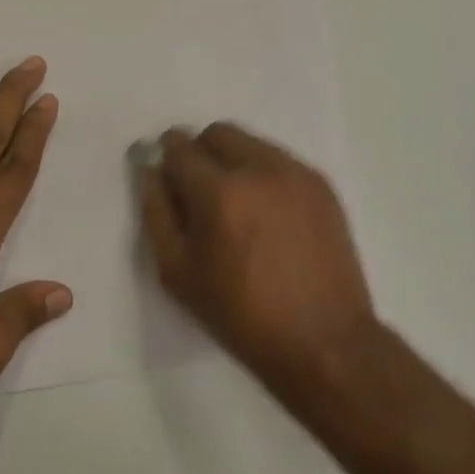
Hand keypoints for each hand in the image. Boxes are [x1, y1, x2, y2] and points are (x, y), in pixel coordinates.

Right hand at [138, 123, 376, 401]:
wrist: (323, 340)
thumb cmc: (240, 315)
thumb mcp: (177, 273)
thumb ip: (156, 213)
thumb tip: (150, 172)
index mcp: (218, 192)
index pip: (179, 147)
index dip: (166, 160)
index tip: (167, 179)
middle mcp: (259, 169)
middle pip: (217, 133)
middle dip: (200, 152)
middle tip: (200, 194)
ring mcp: (295, 173)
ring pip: (251, 143)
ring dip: (233, 161)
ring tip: (237, 207)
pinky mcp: (321, 184)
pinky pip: (279, 160)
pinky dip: (263, 174)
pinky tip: (267, 215)